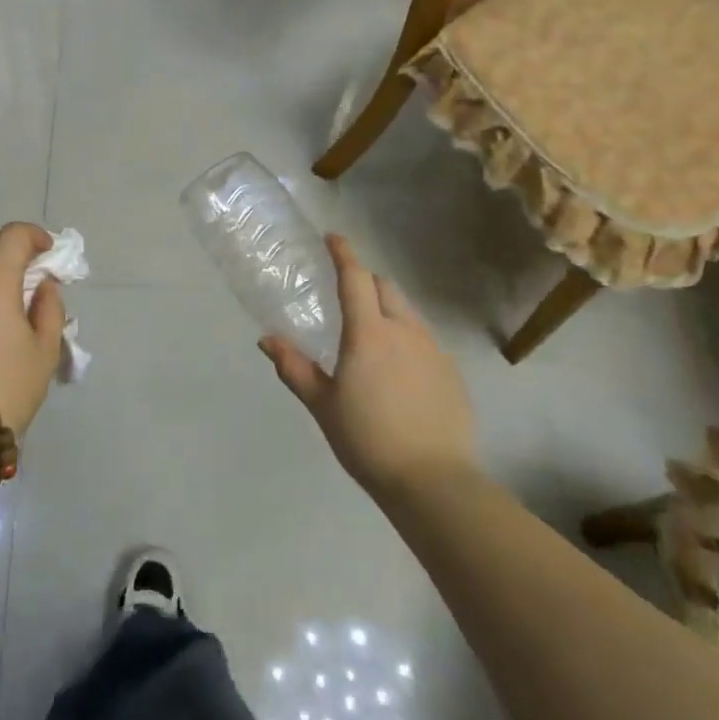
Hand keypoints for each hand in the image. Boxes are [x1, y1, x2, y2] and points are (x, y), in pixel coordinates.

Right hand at [259, 234, 474, 495]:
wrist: (433, 481)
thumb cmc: (368, 439)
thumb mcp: (322, 405)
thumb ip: (294, 368)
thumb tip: (267, 340)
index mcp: (369, 332)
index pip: (355, 278)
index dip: (343, 254)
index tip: (333, 238)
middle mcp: (404, 330)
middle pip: (386, 288)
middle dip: (365, 280)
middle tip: (346, 293)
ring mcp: (433, 350)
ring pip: (407, 313)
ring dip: (387, 308)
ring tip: (371, 333)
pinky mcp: (451, 373)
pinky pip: (424, 340)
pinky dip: (406, 337)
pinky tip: (398, 370)